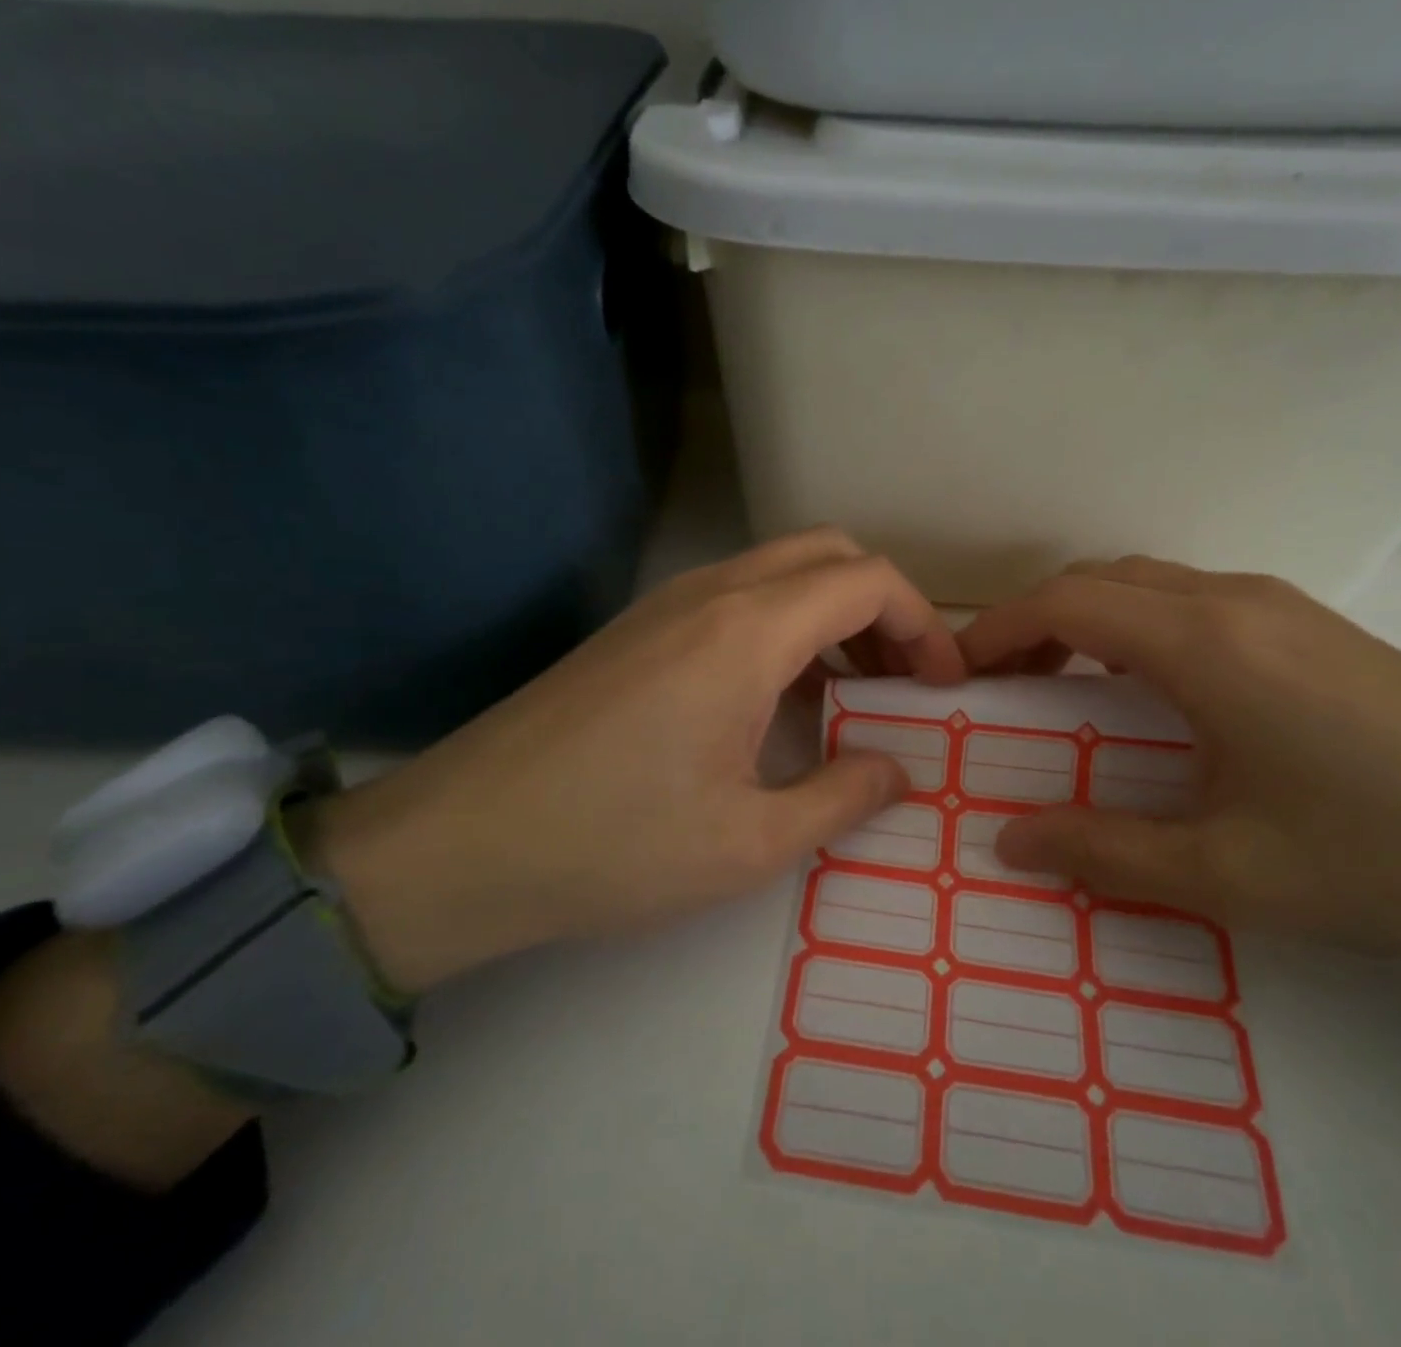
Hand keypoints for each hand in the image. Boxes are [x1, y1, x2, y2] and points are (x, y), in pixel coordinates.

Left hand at [299, 529, 965, 993]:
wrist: (457, 844)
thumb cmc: (611, 846)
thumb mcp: (748, 842)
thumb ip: (841, 797)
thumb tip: (897, 771)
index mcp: (748, 632)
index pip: (869, 581)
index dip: (924, 625)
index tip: (942, 687)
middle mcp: (711, 592)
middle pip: (829, 554)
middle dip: (883, 608)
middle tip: (902, 681)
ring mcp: (666, 603)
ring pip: (781, 570)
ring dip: (833, 614)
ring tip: (851, 693)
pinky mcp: (637, 628)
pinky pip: (737, 597)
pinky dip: (785, 626)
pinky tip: (778, 700)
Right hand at [960, 558, 1400, 1033]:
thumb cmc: (1384, 860)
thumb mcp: (1227, 873)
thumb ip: (1103, 852)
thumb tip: (1009, 839)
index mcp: (1206, 645)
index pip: (1068, 603)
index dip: (998, 629)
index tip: (957, 670)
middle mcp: (1236, 602)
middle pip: (1101, 580)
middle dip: (1035, 621)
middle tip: (1003, 684)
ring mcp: (1283, 605)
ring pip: (1149, 582)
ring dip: (1090, 618)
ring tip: (1064, 684)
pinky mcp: (1315, 625)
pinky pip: (1194, 599)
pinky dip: (1139, 624)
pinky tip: (1151, 688)